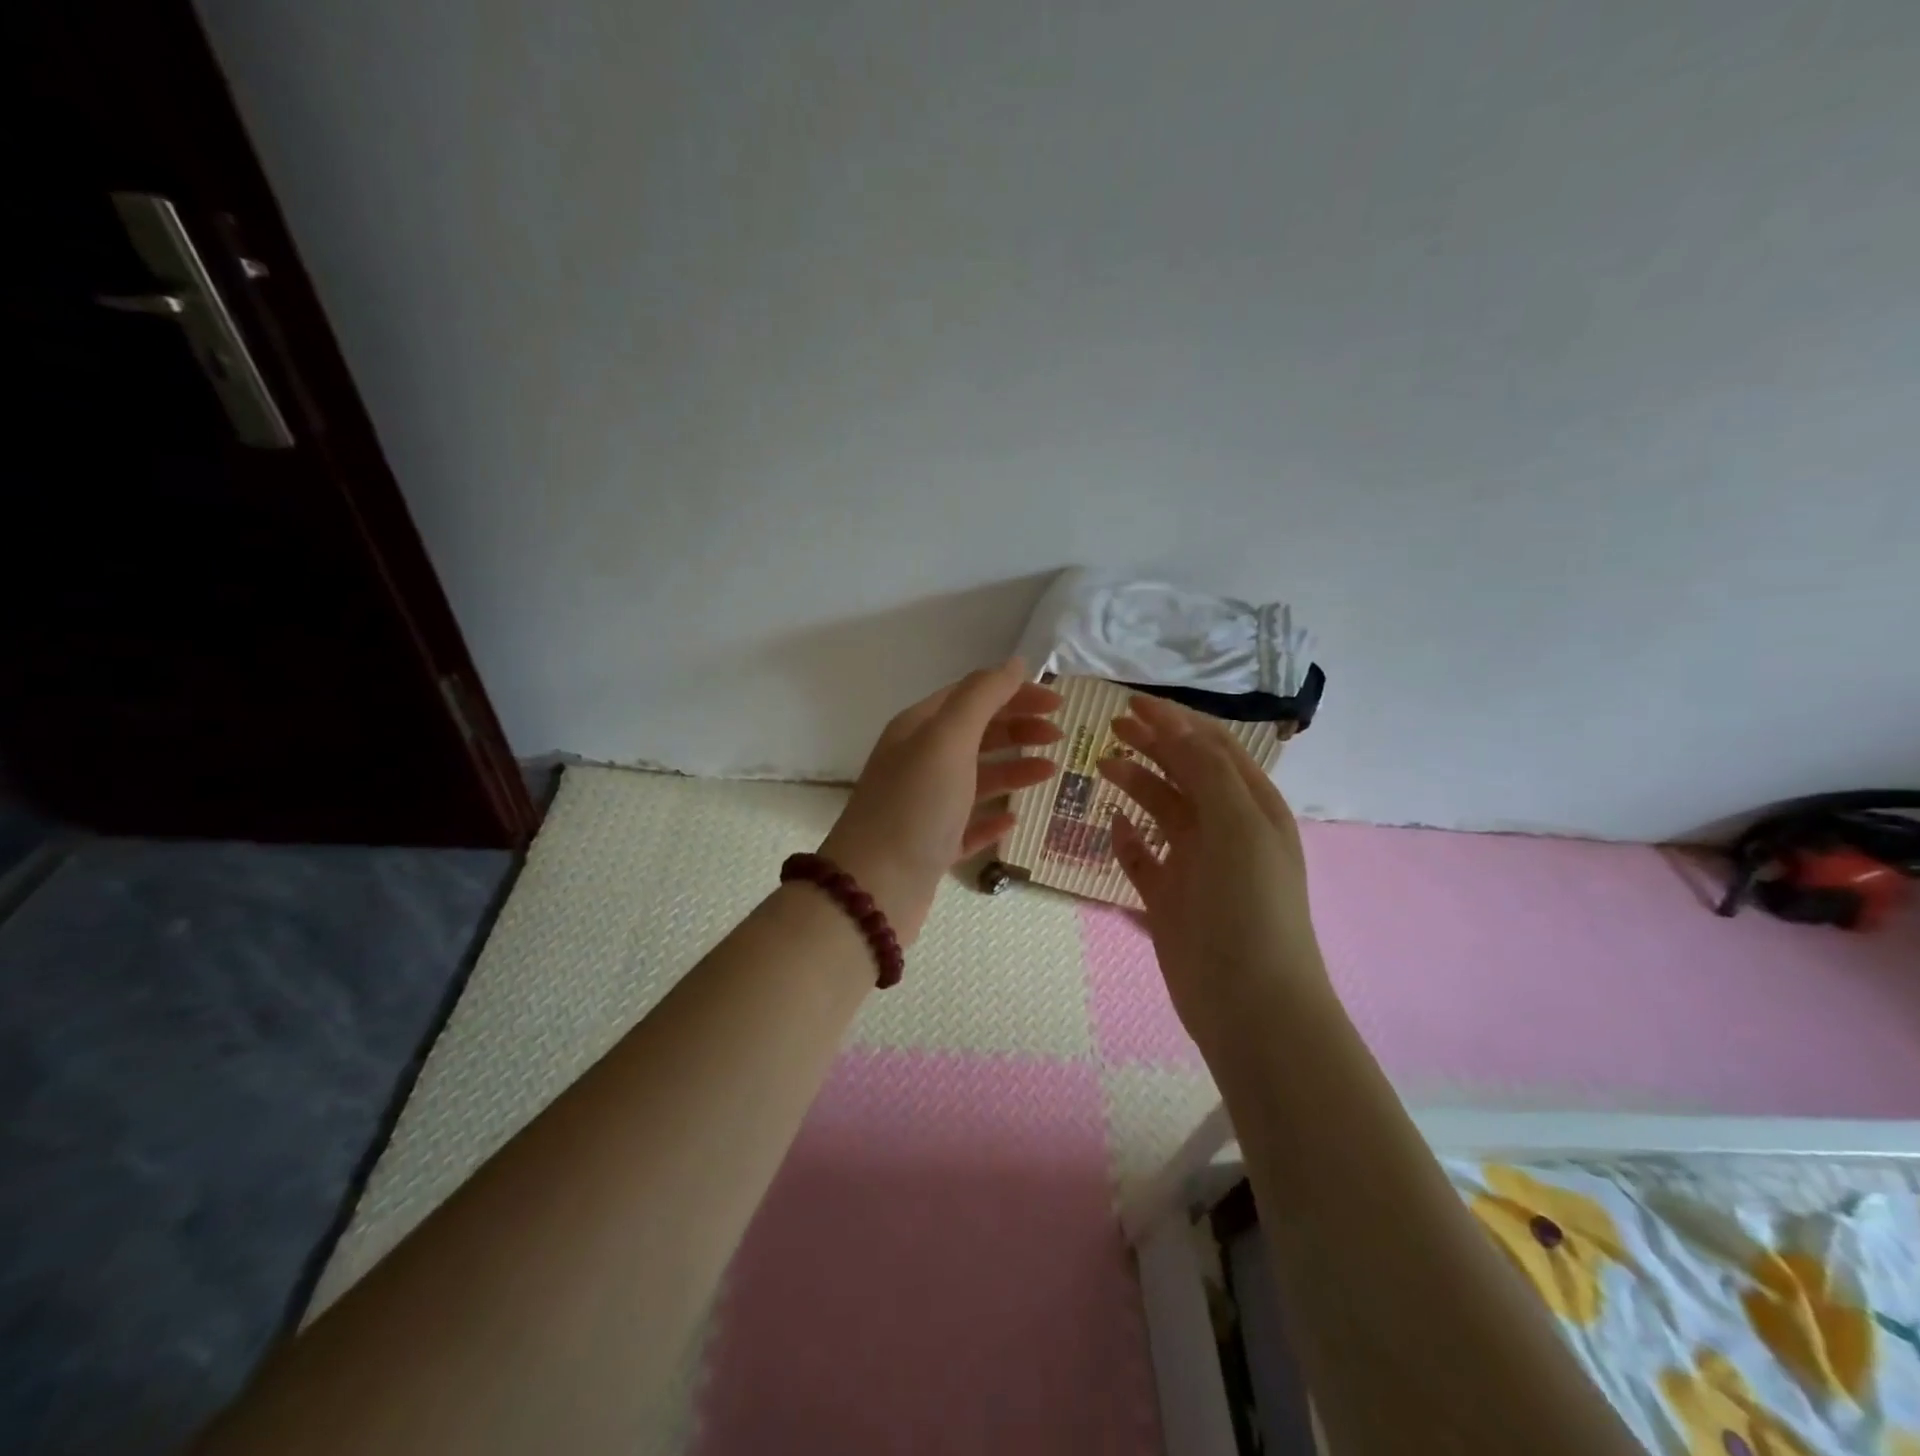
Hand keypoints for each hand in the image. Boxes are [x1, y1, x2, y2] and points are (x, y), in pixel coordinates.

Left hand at [819, 660, 1061, 943]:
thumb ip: (982, 697)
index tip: (1057, 703)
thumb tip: (1015, 663)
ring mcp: (924, 806)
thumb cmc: (915, 807)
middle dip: (1017, 728)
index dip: (1014, 693)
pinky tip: (1014, 818)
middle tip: (1059, 736)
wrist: (873, 890)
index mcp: (918, 729)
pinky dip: (992, 817)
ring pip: (975, 777)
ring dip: (1013, 768)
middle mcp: (919, 761)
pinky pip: (968, 824)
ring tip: (1050, 772)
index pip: (972, 696)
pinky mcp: (931, 846)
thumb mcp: (947, 740)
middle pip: (975, 734)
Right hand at [1095, 694, 1328, 1055]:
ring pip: (1161, 811)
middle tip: (1110, 728)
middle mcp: (1225, 829)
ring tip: (1102, 767)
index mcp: (1251, 807)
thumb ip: (1207, 770)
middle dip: (1152, 745)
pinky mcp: (1170, 898)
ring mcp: (1196, 865)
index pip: (1211, 748)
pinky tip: (1111, 827)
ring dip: (1136, 784)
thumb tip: (1174, 726)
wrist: (1250, 1003)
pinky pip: (1143, 858)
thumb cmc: (1249, 905)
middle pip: (1184, 773)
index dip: (1175, 721)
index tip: (1131, 704)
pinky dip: (1128, 840)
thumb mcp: (1237, 826)